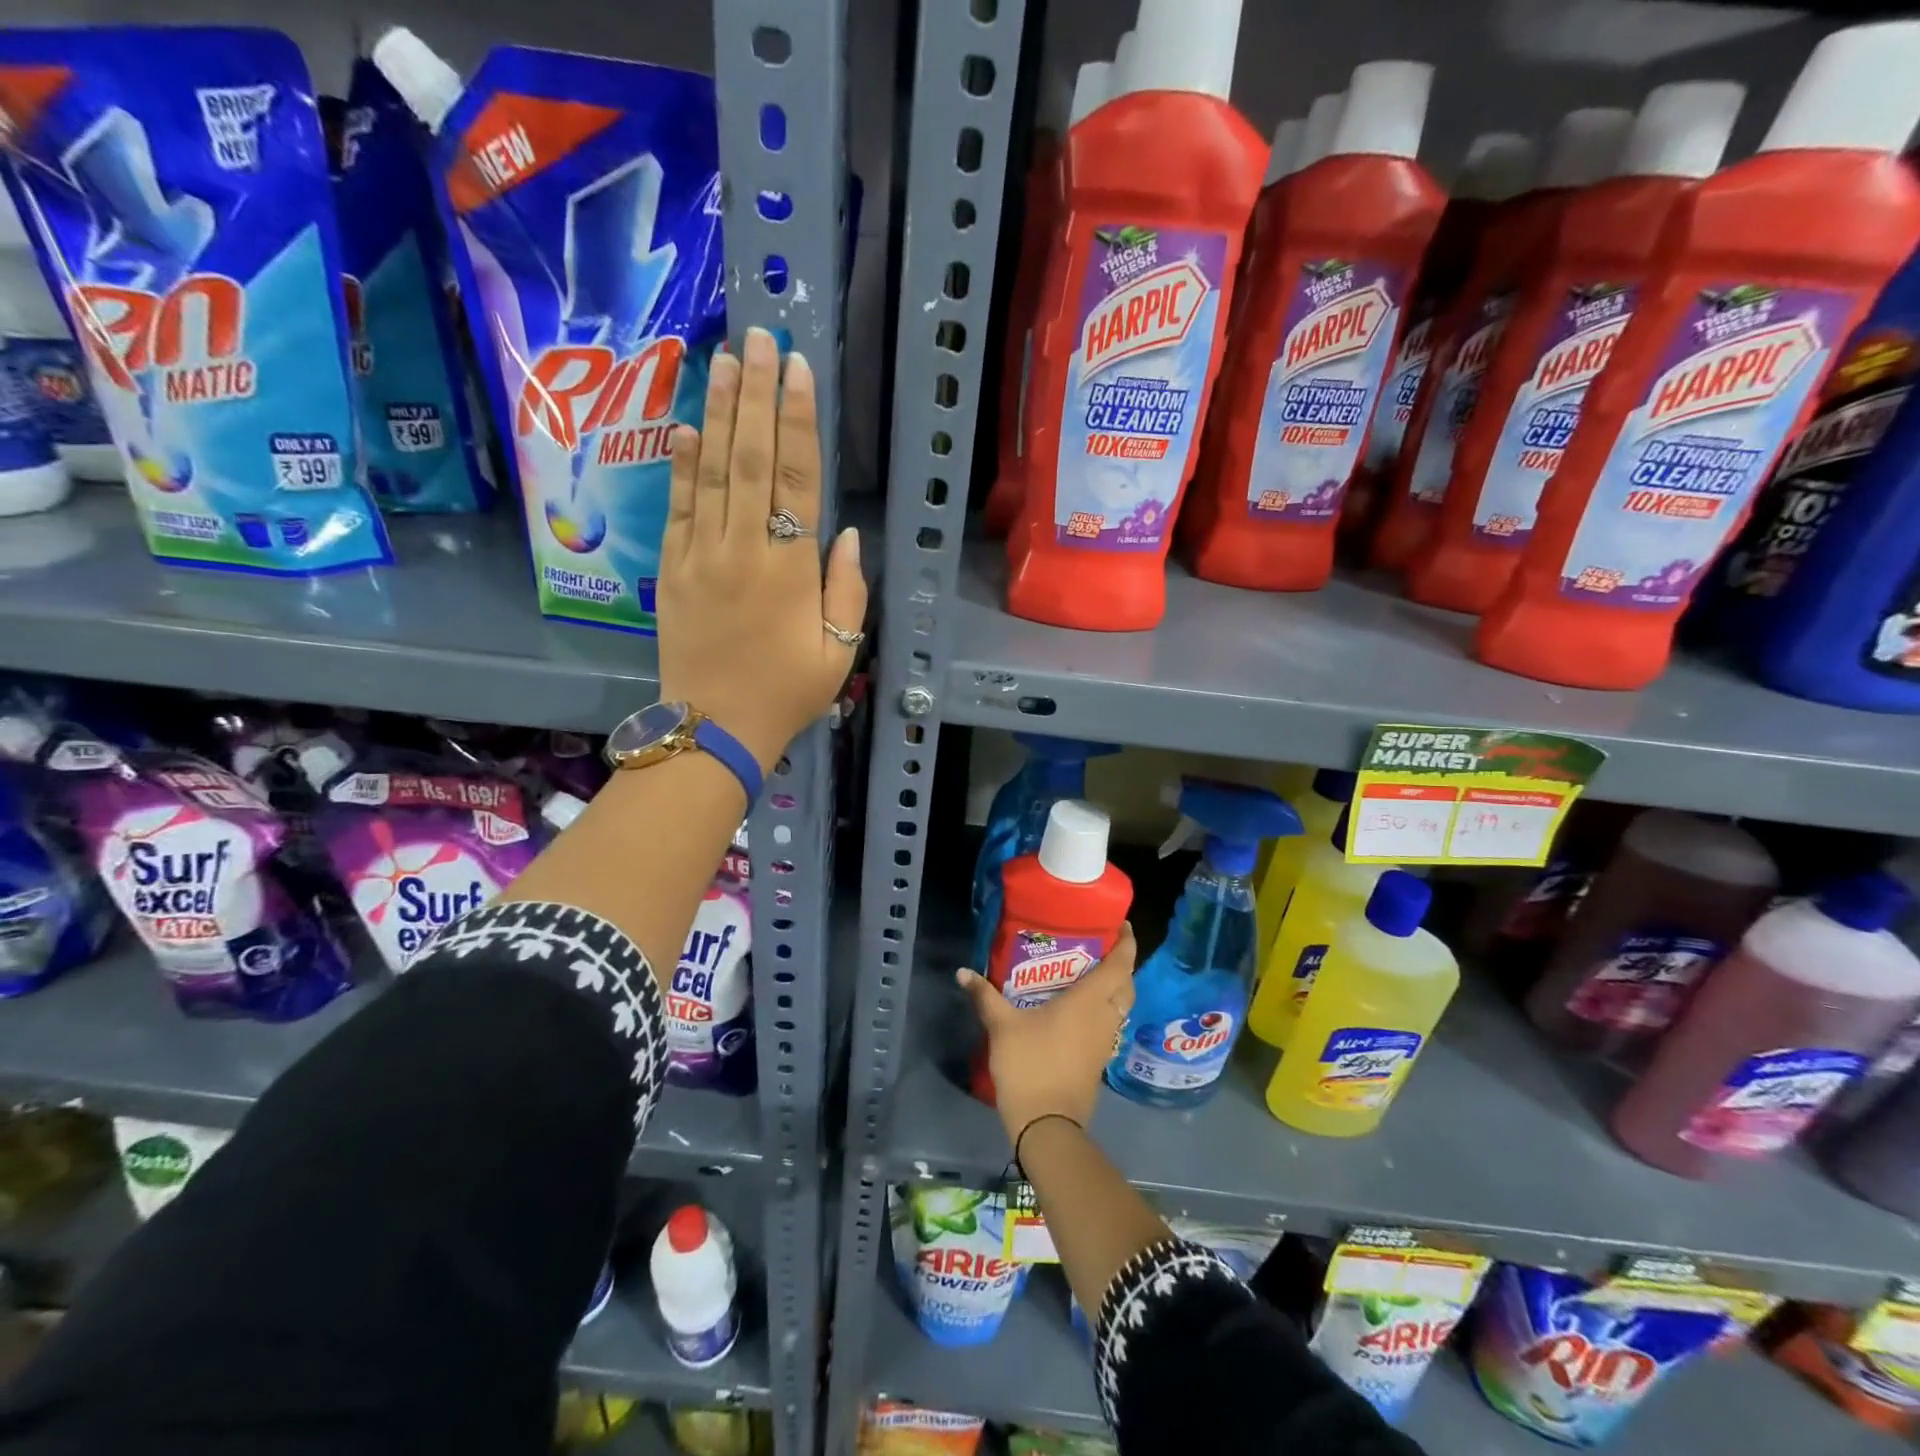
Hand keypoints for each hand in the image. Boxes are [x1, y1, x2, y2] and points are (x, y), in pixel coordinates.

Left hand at [657, 327, 866, 769]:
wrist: (714, 728)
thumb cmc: (786, 694)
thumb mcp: (839, 653)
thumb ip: (848, 591)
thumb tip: (849, 534)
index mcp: (790, 568)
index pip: (795, 477)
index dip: (797, 419)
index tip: (797, 368)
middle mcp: (742, 548)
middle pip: (749, 457)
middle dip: (755, 394)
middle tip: (758, 336)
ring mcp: (699, 555)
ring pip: (709, 470)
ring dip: (717, 411)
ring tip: (724, 360)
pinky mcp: (670, 569)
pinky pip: (677, 506)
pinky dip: (682, 464)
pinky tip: (686, 425)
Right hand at [958, 925, 1137, 1150]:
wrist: (1047, 1125)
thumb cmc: (1030, 1065)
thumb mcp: (1002, 1026)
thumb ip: (985, 996)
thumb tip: (963, 972)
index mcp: (1089, 1001)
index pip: (1119, 965)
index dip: (1126, 942)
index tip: (1121, 924)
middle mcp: (1104, 1017)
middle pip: (1126, 984)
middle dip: (1121, 964)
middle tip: (1100, 947)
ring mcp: (1105, 1041)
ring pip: (1120, 1006)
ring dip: (1114, 988)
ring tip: (1089, 973)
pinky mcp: (1099, 1060)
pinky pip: (1110, 1024)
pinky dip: (1104, 1010)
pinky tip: (1080, 1009)